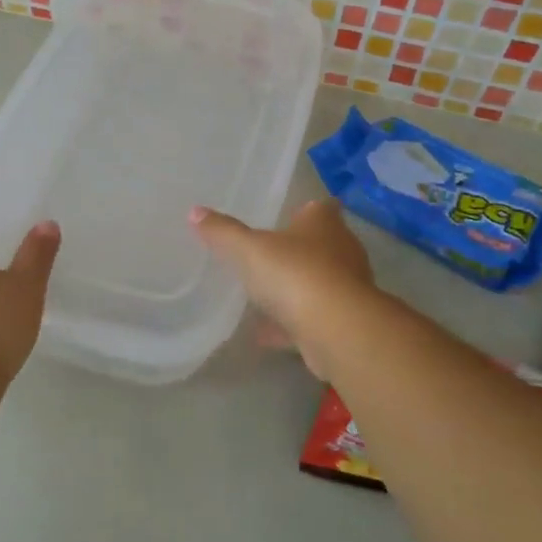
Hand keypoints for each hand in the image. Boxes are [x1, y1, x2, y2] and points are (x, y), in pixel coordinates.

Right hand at [191, 199, 374, 379]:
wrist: (337, 330)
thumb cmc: (294, 274)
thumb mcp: (248, 249)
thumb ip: (223, 232)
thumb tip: (195, 211)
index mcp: (323, 224)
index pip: (321, 207)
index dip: (306, 210)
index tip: (289, 215)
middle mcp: (342, 251)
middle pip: (323, 245)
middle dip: (298, 250)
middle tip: (269, 254)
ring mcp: (346, 290)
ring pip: (319, 283)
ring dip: (296, 289)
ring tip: (264, 295)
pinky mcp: (342, 323)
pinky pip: (311, 319)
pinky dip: (289, 324)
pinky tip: (263, 334)